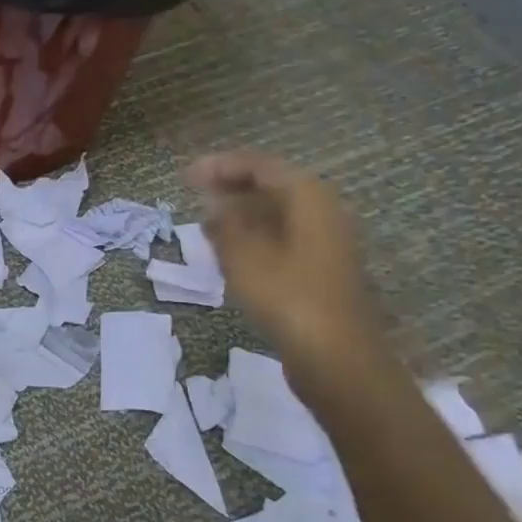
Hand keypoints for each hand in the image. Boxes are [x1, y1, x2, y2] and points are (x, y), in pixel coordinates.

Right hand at [185, 150, 382, 374]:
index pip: (260, 166)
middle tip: (194, 194)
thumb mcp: (242, 257)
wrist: (334, 355)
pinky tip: (229, 250)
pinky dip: (254, 235)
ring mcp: (324, 241)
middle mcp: (322, 210)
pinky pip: (282, 236)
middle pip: (272, 186)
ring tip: (205, 222)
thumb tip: (213, 205)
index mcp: (308, 197)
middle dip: (231, 187)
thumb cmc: (286, 297)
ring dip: (241, 212)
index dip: (220, 166)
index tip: (186, 176)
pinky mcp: (320, 267)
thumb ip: (224, 224)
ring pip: (277, 213)